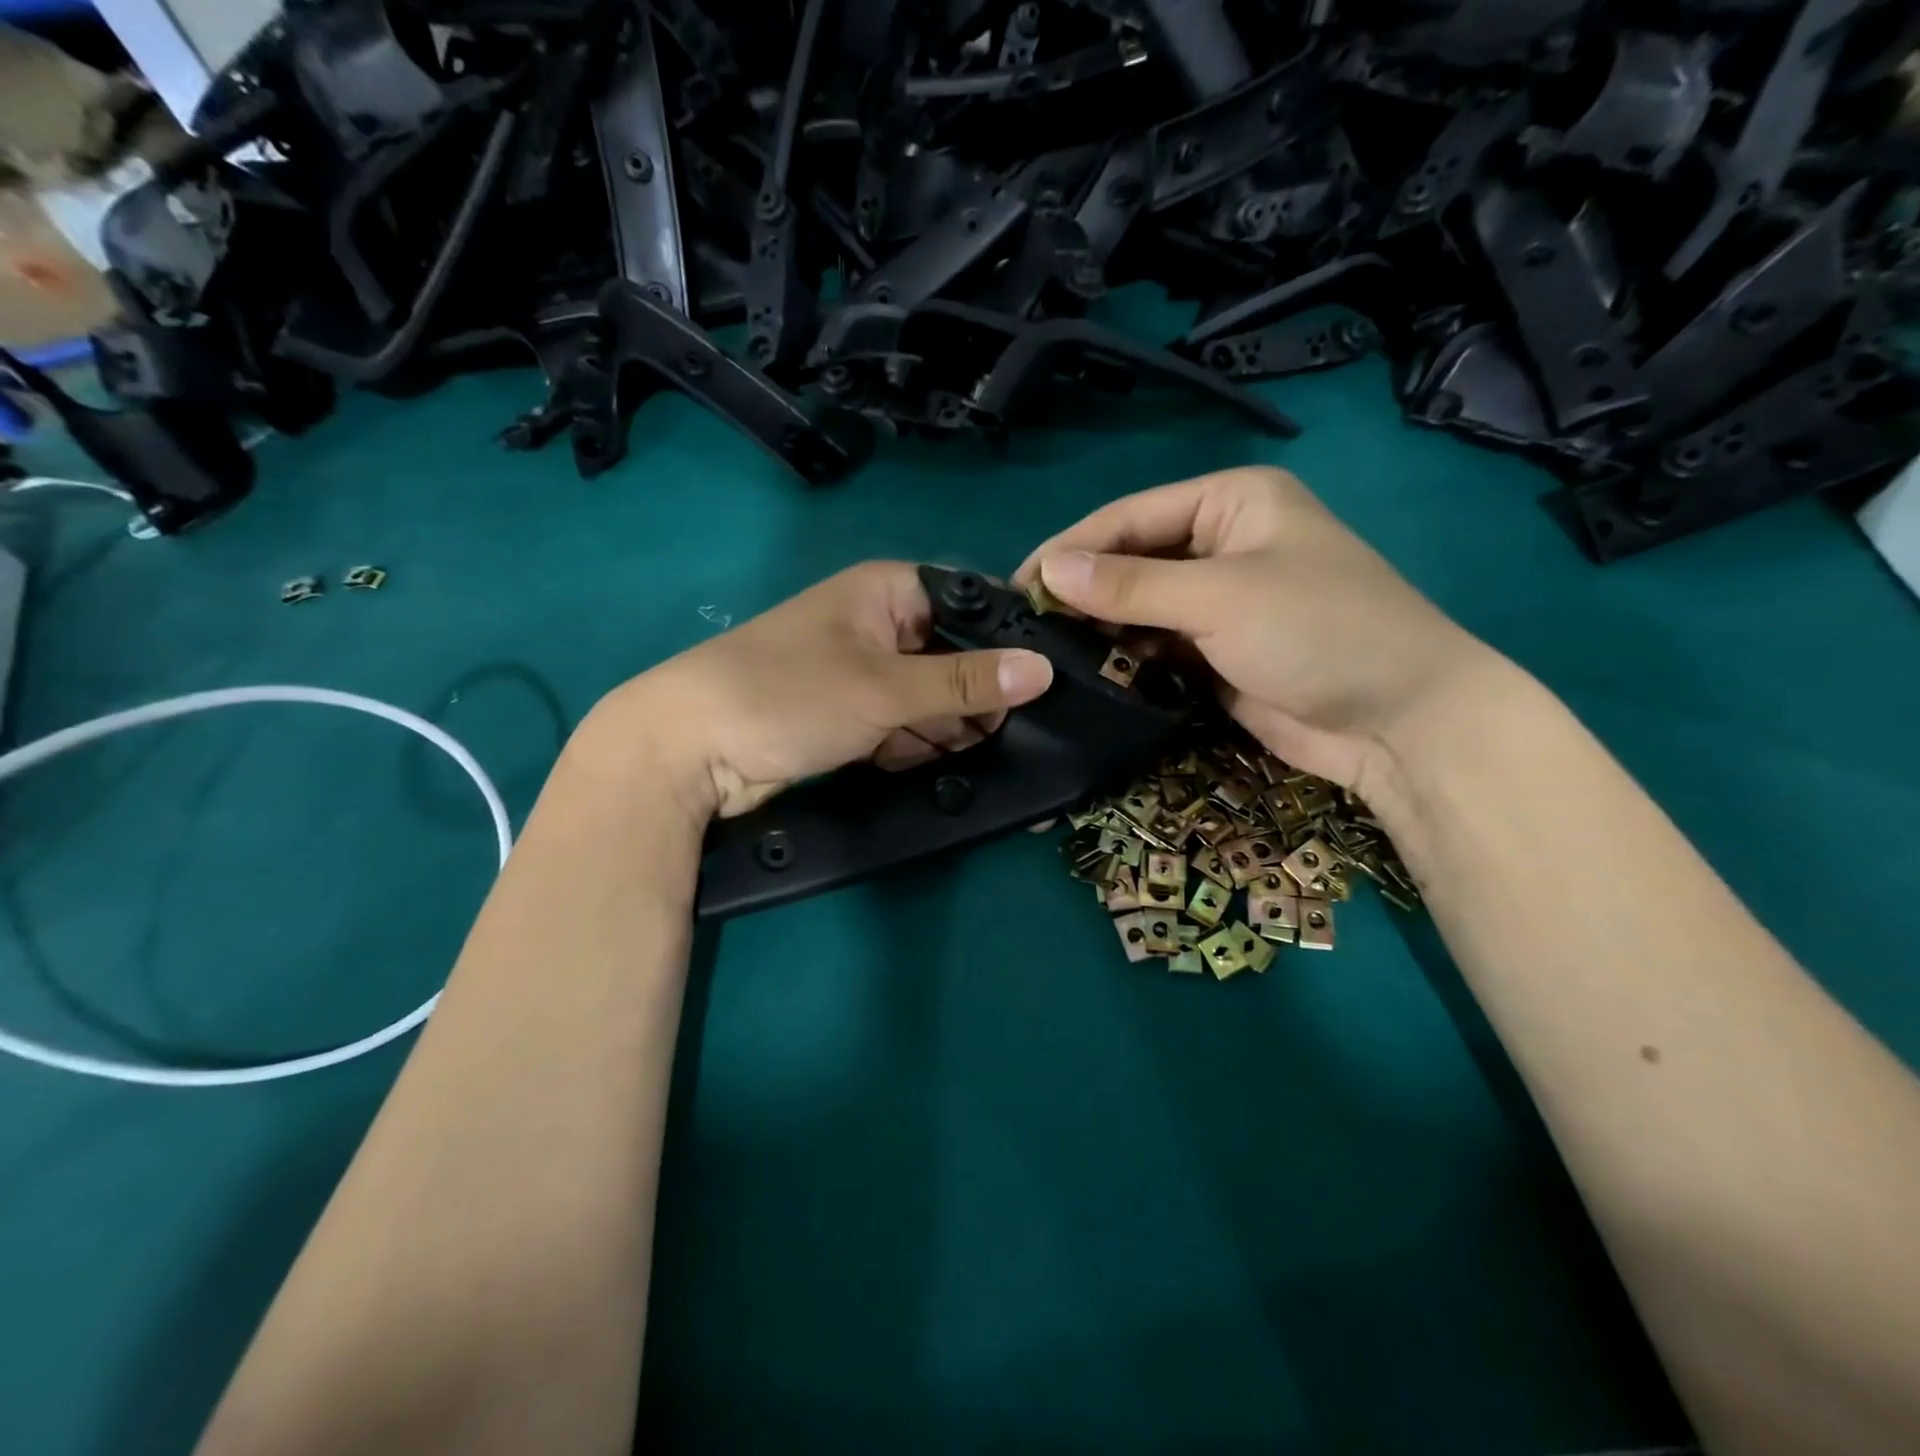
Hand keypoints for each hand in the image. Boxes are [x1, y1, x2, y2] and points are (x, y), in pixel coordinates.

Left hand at [586, 562, 1054, 819]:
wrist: (687, 752)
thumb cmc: (789, 695)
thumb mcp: (886, 688)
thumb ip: (966, 682)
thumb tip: (1043, 670)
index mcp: (888, 592)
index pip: (970, 605)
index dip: (1007, 644)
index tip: (1043, 687)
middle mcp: (879, 626)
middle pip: (954, 658)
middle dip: (978, 700)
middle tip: (1016, 738)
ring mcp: (863, 675)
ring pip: (930, 700)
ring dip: (949, 730)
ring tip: (984, 759)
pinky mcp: (849, 718)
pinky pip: (902, 728)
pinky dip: (917, 748)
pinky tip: (937, 767)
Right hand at [1015, 467, 1501, 794]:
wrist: (1400, 722)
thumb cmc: (1320, 631)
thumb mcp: (1220, 597)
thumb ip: (1130, 586)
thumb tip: (1047, 570)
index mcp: (1230, 503)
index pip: (1130, 518)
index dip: (1072, 548)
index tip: (1017, 585)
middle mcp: (1220, 544)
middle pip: (1131, 562)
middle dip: (1082, 593)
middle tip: (1024, 626)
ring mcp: (1218, 602)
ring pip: (1138, 608)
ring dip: (1099, 630)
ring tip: (1045, 653)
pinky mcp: (1215, 652)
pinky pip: (1155, 647)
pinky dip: (1125, 659)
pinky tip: (1087, 674)